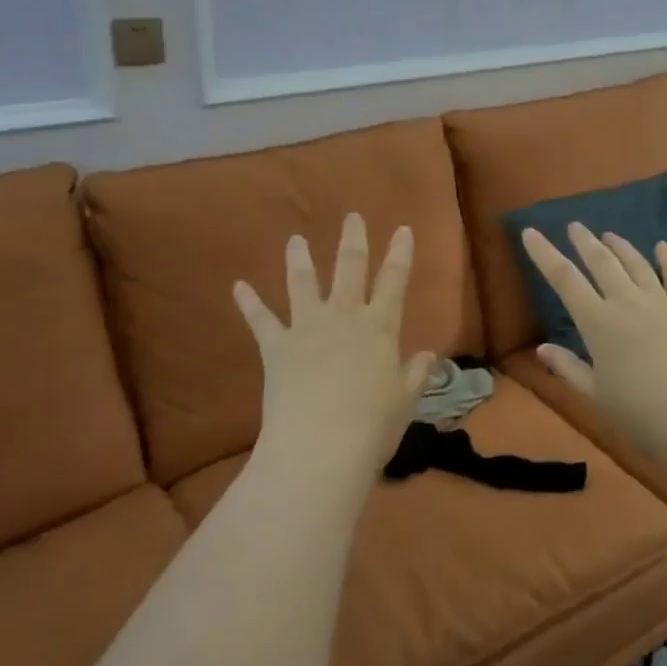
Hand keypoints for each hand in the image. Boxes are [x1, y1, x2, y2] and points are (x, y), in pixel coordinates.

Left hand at [233, 214, 433, 475]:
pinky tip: (238, 286)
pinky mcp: (276, 348)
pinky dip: (249, 303)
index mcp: (380, 328)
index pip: (395, 281)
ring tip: (294, 240)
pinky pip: (261, 320)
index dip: (400, 253)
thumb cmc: (372, 427)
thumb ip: (416, 374)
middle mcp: (344, 317)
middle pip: (349, 269)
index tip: (402, 229)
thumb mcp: (405, 401)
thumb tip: (428, 355)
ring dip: (299, 259)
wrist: (319, 448)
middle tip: (352, 217)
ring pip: (303, 284)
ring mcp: (307, 329)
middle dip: (352, 240)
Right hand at [520, 224, 666, 468]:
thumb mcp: (595, 395)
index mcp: (597, 322)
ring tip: (609, 234)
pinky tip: (662, 246)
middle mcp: (626, 302)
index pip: (564, 279)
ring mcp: (661, 303)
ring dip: (620, 246)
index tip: (530, 232)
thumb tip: (541, 348)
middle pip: (601, 262)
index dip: (544, 254)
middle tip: (574, 226)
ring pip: (636, 264)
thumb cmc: (641, 414)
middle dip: (584, 241)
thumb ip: (568, 368)